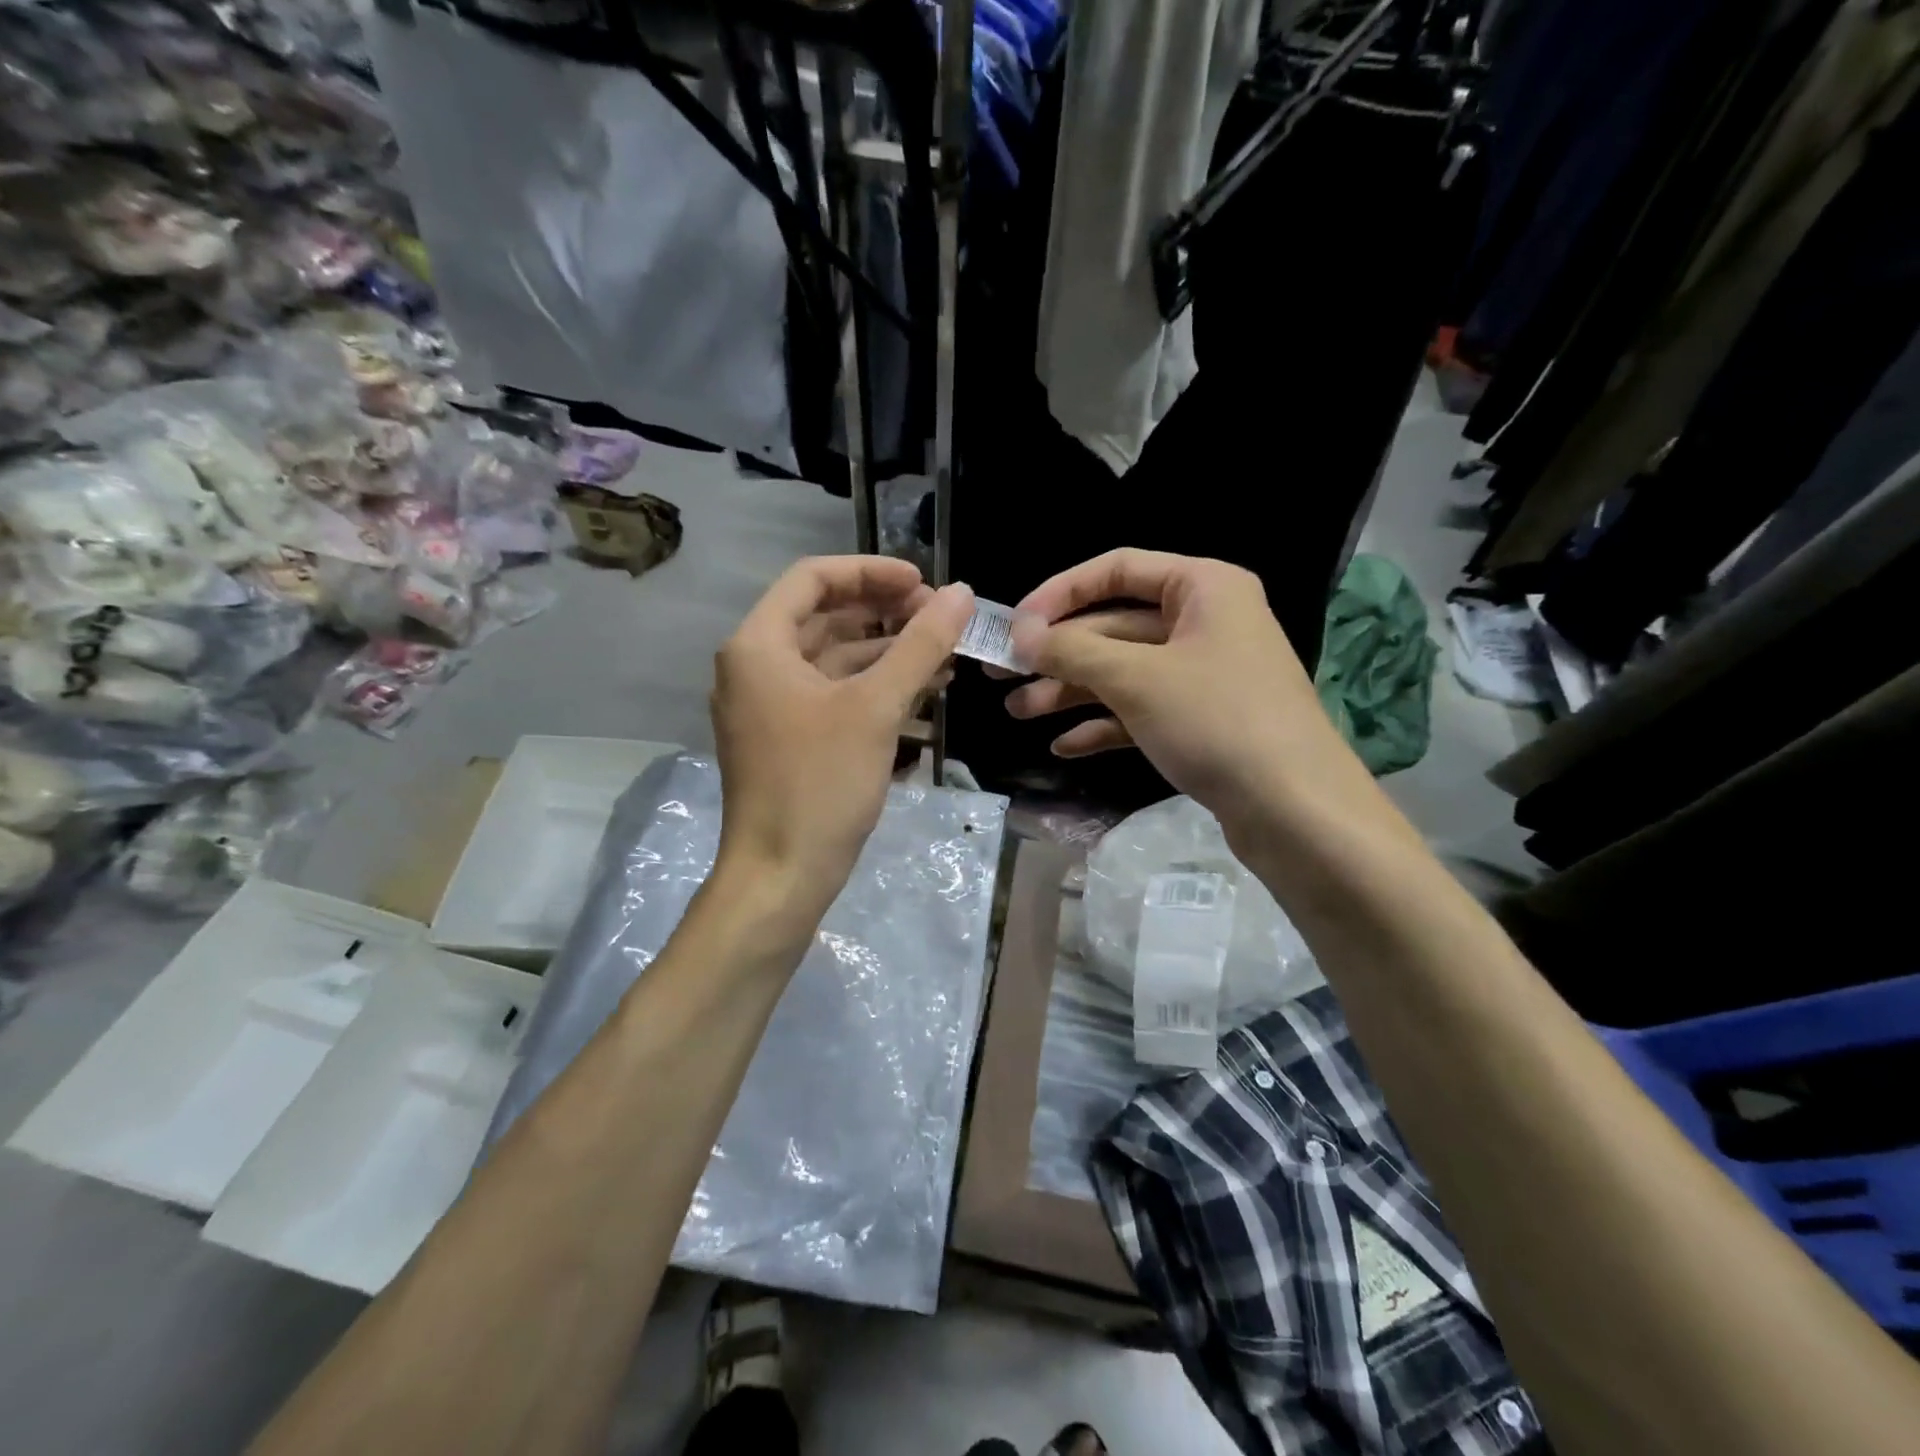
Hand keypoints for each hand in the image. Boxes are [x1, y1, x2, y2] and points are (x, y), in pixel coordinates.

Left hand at [712, 555, 972, 922]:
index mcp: (758, 645)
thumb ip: (920, 645)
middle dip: (884, 612)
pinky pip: (833, 694)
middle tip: (939, 617)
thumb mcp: (876, 708)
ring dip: (886, 651)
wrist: (781, 876)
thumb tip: (959, 593)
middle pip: (824, 616)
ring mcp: (769, 705)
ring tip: (943, 652)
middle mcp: (755, 666)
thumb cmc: (821, 784)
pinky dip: (874, 687)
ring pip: (833, 658)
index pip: (813, 578)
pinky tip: (923, 690)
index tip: (923, 583)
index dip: (871, 572)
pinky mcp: (788, 737)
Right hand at [999, 549, 1363, 838]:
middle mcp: (1205, 622)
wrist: (1296, 810)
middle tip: (1002, 676)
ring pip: (1123, 671)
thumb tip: (1021, 634)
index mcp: (1202, 588)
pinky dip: (1103, 724)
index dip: (1060, 592)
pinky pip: (1141, 710)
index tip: (1016, 624)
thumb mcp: (1136, 678)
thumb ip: (1072, 650)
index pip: (1117, 569)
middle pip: (1114, 626)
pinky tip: (1064, 746)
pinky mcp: (1201, 720)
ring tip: (1018, 713)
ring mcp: (1204, 674)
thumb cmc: (1216, 721)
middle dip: (1058, 654)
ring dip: (1071, 691)